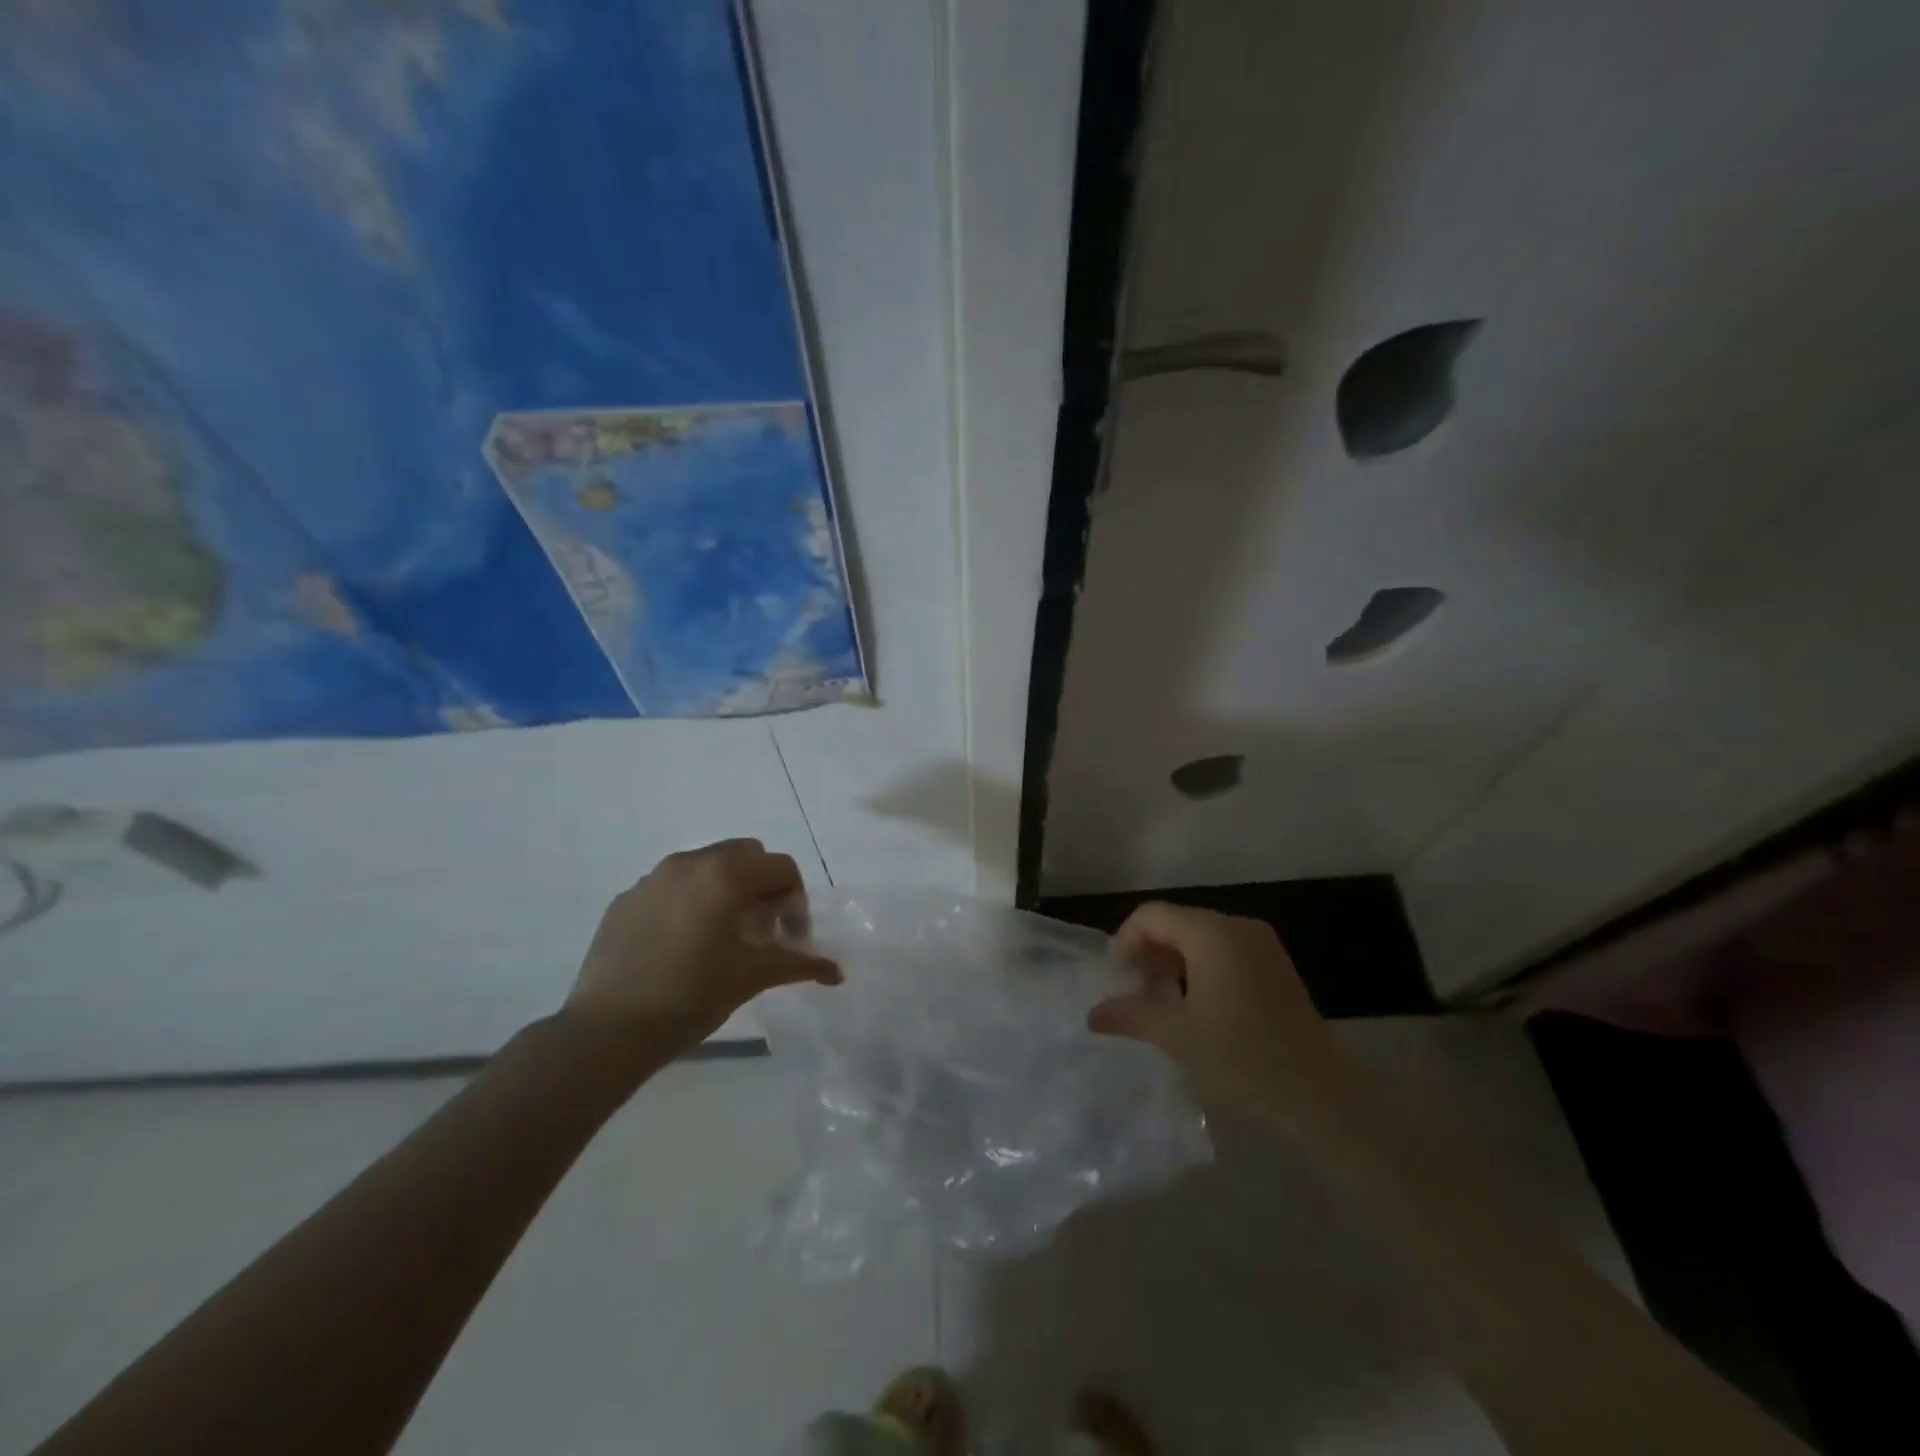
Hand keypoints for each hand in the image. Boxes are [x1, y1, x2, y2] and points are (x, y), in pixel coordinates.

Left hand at [567, 839, 840, 1050]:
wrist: (608, 1030)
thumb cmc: (692, 995)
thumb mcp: (753, 976)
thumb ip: (799, 963)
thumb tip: (836, 971)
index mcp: (725, 874)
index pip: (782, 867)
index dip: (797, 901)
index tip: (791, 939)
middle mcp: (689, 862)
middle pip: (745, 856)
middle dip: (763, 887)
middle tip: (762, 932)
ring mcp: (652, 879)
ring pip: (707, 867)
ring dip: (727, 892)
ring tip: (724, 939)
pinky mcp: (625, 900)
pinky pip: (672, 887)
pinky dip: (690, 903)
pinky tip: (682, 947)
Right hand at [1088, 903, 1356, 1136]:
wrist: (1322, 1096)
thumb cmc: (1243, 1058)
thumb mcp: (1177, 1036)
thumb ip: (1130, 1015)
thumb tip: (1092, 1014)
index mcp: (1212, 932)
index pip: (1151, 915)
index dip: (1125, 941)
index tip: (1117, 981)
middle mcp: (1237, 926)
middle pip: (1176, 923)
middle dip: (1149, 954)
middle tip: (1137, 996)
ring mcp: (1262, 944)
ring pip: (1199, 938)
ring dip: (1173, 963)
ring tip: (1164, 1006)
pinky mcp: (1276, 966)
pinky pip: (1224, 951)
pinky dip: (1201, 969)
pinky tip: (1198, 1008)